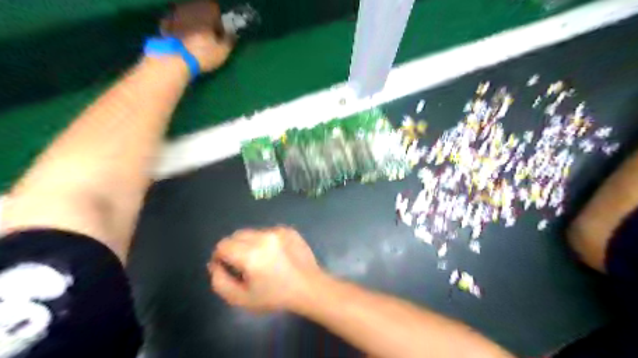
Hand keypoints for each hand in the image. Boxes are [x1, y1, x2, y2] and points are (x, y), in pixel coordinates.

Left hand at [159, 0, 233, 70]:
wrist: (175, 59)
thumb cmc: (203, 53)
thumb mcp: (223, 51)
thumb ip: (229, 40)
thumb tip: (232, 34)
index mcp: (206, 10)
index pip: (216, 9)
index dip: (219, 21)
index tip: (221, 33)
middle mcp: (190, 7)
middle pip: (200, 10)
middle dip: (205, 21)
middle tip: (209, 36)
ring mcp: (175, 13)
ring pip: (187, 15)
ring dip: (192, 24)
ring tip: (196, 39)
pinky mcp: (165, 23)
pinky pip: (174, 22)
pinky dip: (179, 28)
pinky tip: (182, 39)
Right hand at [210, 227, 324, 312]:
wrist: (309, 287)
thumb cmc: (275, 296)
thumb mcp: (241, 298)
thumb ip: (220, 281)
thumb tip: (215, 264)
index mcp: (251, 254)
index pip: (223, 245)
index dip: (219, 257)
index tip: (226, 268)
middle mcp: (264, 237)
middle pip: (236, 235)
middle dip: (233, 249)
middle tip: (242, 265)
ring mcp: (278, 231)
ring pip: (252, 232)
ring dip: (249, 244)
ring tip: (261, 260)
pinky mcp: (288, 229)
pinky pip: (268, 232)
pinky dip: (265, 241)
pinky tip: (275, 255)